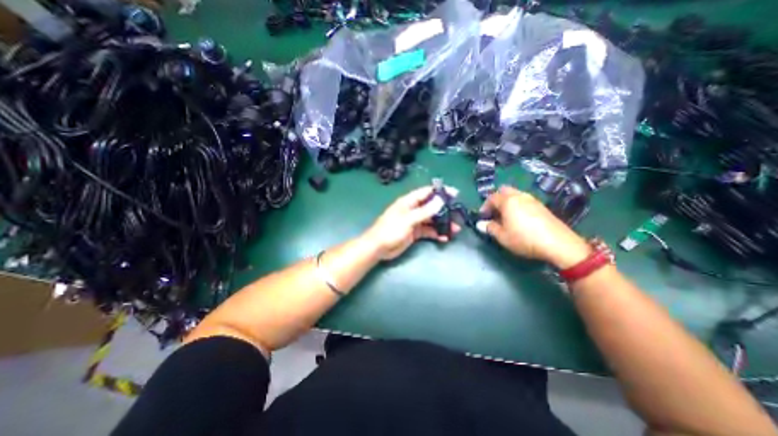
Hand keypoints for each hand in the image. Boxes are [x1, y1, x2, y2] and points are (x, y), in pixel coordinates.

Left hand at [361, 186, 459, 259]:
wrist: (378, 248)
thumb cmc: (391, 230)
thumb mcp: (408, 219)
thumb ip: (425, 211)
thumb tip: (440, 200)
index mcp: (409, 202)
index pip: (427, 192)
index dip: (440, 192)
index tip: (455, 193)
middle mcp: (413, 209)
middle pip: (432, 207)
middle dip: (445, 210)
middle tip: (458, 215)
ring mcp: (414, 221)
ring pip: (432, 220)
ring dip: (443, 224)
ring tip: (455, 229)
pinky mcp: (415, 233)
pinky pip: (428, 231)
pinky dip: (436, 233)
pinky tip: (444, 238)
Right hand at [474, 185, 590, 267]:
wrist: (558, 244)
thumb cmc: (524, 239)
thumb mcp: (502, 236)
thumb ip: (490, 228)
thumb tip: (480, 224)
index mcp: (508, 201)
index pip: (491, 198)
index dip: (485, 206)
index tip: (483, 217)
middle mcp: (520, 196)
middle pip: (504, 191)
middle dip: (496, 200)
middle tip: (494, 213)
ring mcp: (533, 200)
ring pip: (515, 195)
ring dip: (507, 203)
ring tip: (506, 217)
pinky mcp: (542, 206)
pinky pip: (524, 201)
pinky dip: (517, 206)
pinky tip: (519, 219)